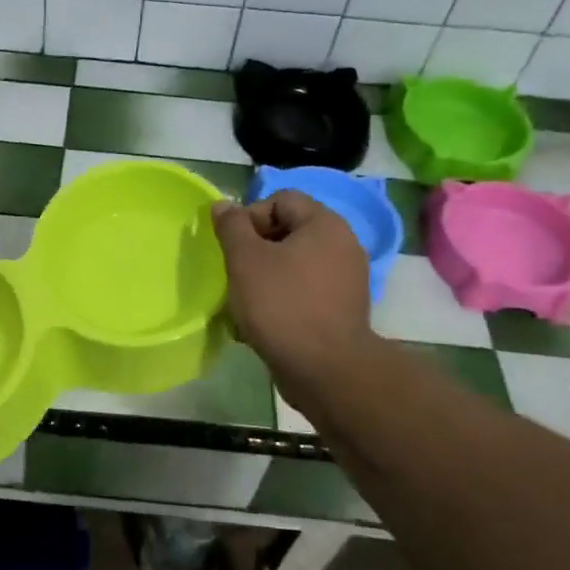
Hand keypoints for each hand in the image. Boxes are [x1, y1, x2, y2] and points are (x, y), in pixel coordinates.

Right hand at [211, 192, 371, 395]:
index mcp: (324, 224)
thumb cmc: (282, 305)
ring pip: (294, 264)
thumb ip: (231, 227)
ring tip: (244, 301)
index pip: (281, 199)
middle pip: (288, 231)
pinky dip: (282, 298)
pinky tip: (262, 321)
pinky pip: (305, 291)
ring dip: (265, 276)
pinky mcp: (342, 308)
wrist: (325, 370)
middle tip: (235, 274)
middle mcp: (343, 244)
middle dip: (255, 249)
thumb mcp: (245, 260)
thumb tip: (222, 205)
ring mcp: (346, 279)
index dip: (250, 216)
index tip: (233, 247)